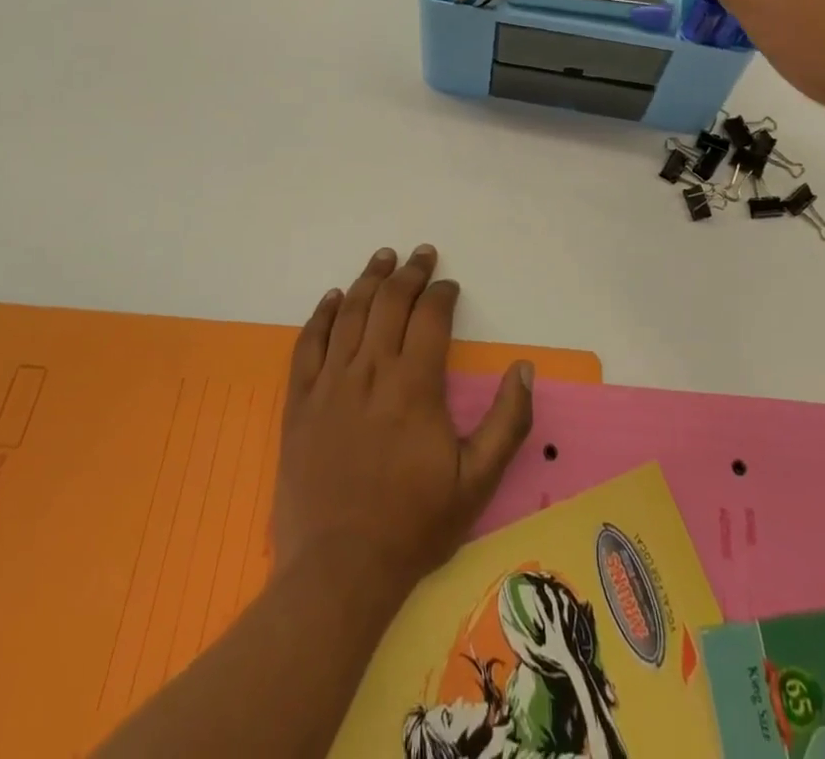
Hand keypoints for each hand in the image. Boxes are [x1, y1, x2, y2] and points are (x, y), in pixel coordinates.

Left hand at [273, 245, 534, 596]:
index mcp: (414, 385)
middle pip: (389, 303)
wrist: (337, 570)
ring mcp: (330, 383)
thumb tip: (524, 368)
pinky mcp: (300, 402)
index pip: (430, 317)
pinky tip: (332, 297)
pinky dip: (321, 315)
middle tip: (421, 253)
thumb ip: (507, 422)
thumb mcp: (477, 482)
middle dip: (409, 273)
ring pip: (349, 313)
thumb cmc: (413, 525)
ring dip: (368, 280)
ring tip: (383, 257)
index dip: (442, 293)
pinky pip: (308, 344)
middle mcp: (371, 371)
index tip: (449, 285)